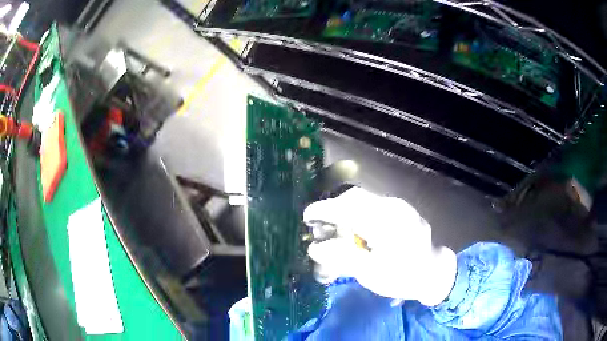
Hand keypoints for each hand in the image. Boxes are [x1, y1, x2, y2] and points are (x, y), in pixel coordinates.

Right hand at [304, 187, 456, 305]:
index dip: (324, 211)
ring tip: (335, 229)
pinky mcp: (400, 208)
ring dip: (344, 210)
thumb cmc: (402, 277)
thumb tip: (314, 248)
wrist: (432, 273)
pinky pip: (372, 203)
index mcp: (387, 222)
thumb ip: (342, 258)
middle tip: (320, 227)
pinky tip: (353, 228)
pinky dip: (356, 212)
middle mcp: (393, 206)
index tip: (306, 216)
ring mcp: (398, 205)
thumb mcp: (370, 274)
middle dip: (333, 209)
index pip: (348, 209)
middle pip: (354, 197)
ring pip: (363, 198)